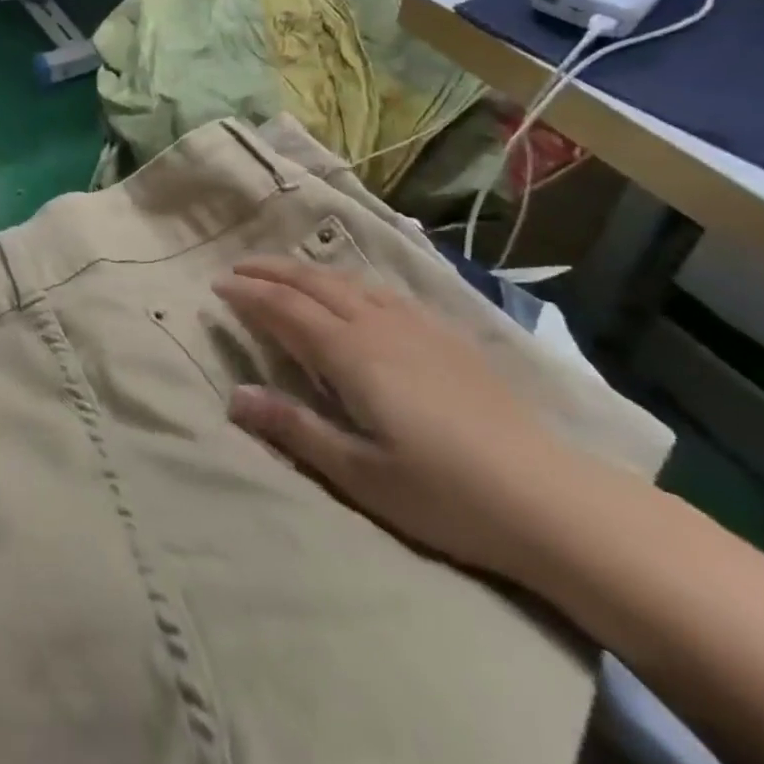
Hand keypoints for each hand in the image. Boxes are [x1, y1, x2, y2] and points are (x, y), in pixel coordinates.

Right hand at [214, 257, 599, 581]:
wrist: (546, 496)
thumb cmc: (443, 492)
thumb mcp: (359, 473)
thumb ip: (294, 428)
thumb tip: (234, 396)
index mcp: (352, 354)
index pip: (286, 309)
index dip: (249, 293)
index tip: (218, 284)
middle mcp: (378, 325)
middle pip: (314, 282)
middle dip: (272, 271)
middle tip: (239, 268)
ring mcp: (416, 325)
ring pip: (349, 281)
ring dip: (309, 271)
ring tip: (285, 274)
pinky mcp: (445, 334)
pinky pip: (382, 291)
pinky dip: (349, 282)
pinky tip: (354, 294)